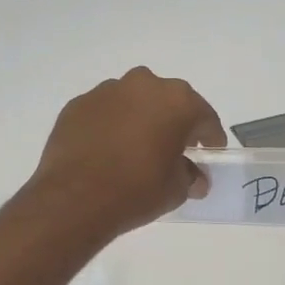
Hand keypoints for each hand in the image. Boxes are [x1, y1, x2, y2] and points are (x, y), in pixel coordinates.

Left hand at [27, 68, 225, 237]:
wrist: (74, 198)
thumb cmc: (136, 190)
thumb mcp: (176, 189)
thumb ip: (190, 176)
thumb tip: (194, 177)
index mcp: (177, 101)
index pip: (204, 117)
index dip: (210, 137)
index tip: (210, 152)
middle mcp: (143, 85)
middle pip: (168, 102)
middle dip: (173, 122)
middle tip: (173, 148)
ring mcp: (107, 91)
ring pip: (133, 102)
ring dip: (139, 119)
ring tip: (136, 149)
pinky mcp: (78, 104)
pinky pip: (104, 112)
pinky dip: (110, 125)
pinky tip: (107, 150)